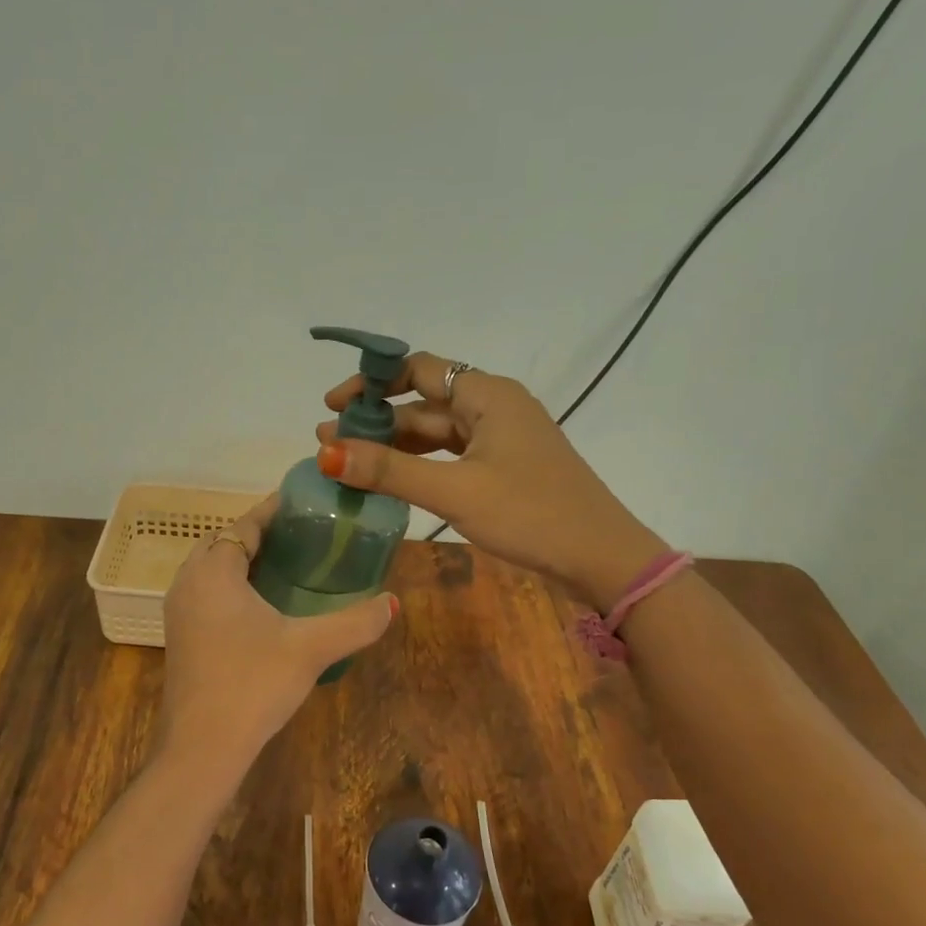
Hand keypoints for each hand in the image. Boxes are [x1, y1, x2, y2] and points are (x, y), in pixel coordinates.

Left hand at [162, 495, 397, 754]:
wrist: (201, 748)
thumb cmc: (252, 684)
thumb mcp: (311, 648)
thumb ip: (355, 622)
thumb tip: (392, 603)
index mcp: (214, 570)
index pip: (245, 524)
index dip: (274, 511)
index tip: (306, 504)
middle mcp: (188, 582)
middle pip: (225, 542)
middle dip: (260, 534)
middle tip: (303, 537)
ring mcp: (179, 611)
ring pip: (213, 569)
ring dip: (244, 561)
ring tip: (288, 566)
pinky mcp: (181, 637)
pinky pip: (207, 594)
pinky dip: (232, 586)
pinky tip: (263, 608)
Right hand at [315, 353, 664, 608]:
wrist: (601, 557)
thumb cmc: (530, 514)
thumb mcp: (454, 491)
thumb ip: (389, 471)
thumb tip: (325, 453)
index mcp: (487, 395)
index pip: (419, 369)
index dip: (372, 383)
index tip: (333, 405)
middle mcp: (494, 407)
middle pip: (424, 403)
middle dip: (376, 421)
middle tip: (329, 443)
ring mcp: (501, 438)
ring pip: (436, 432)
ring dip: (395, 446)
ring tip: (349, 463)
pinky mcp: (504, 467)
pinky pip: (451, 455)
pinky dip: (420, 464)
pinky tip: (392, 481)